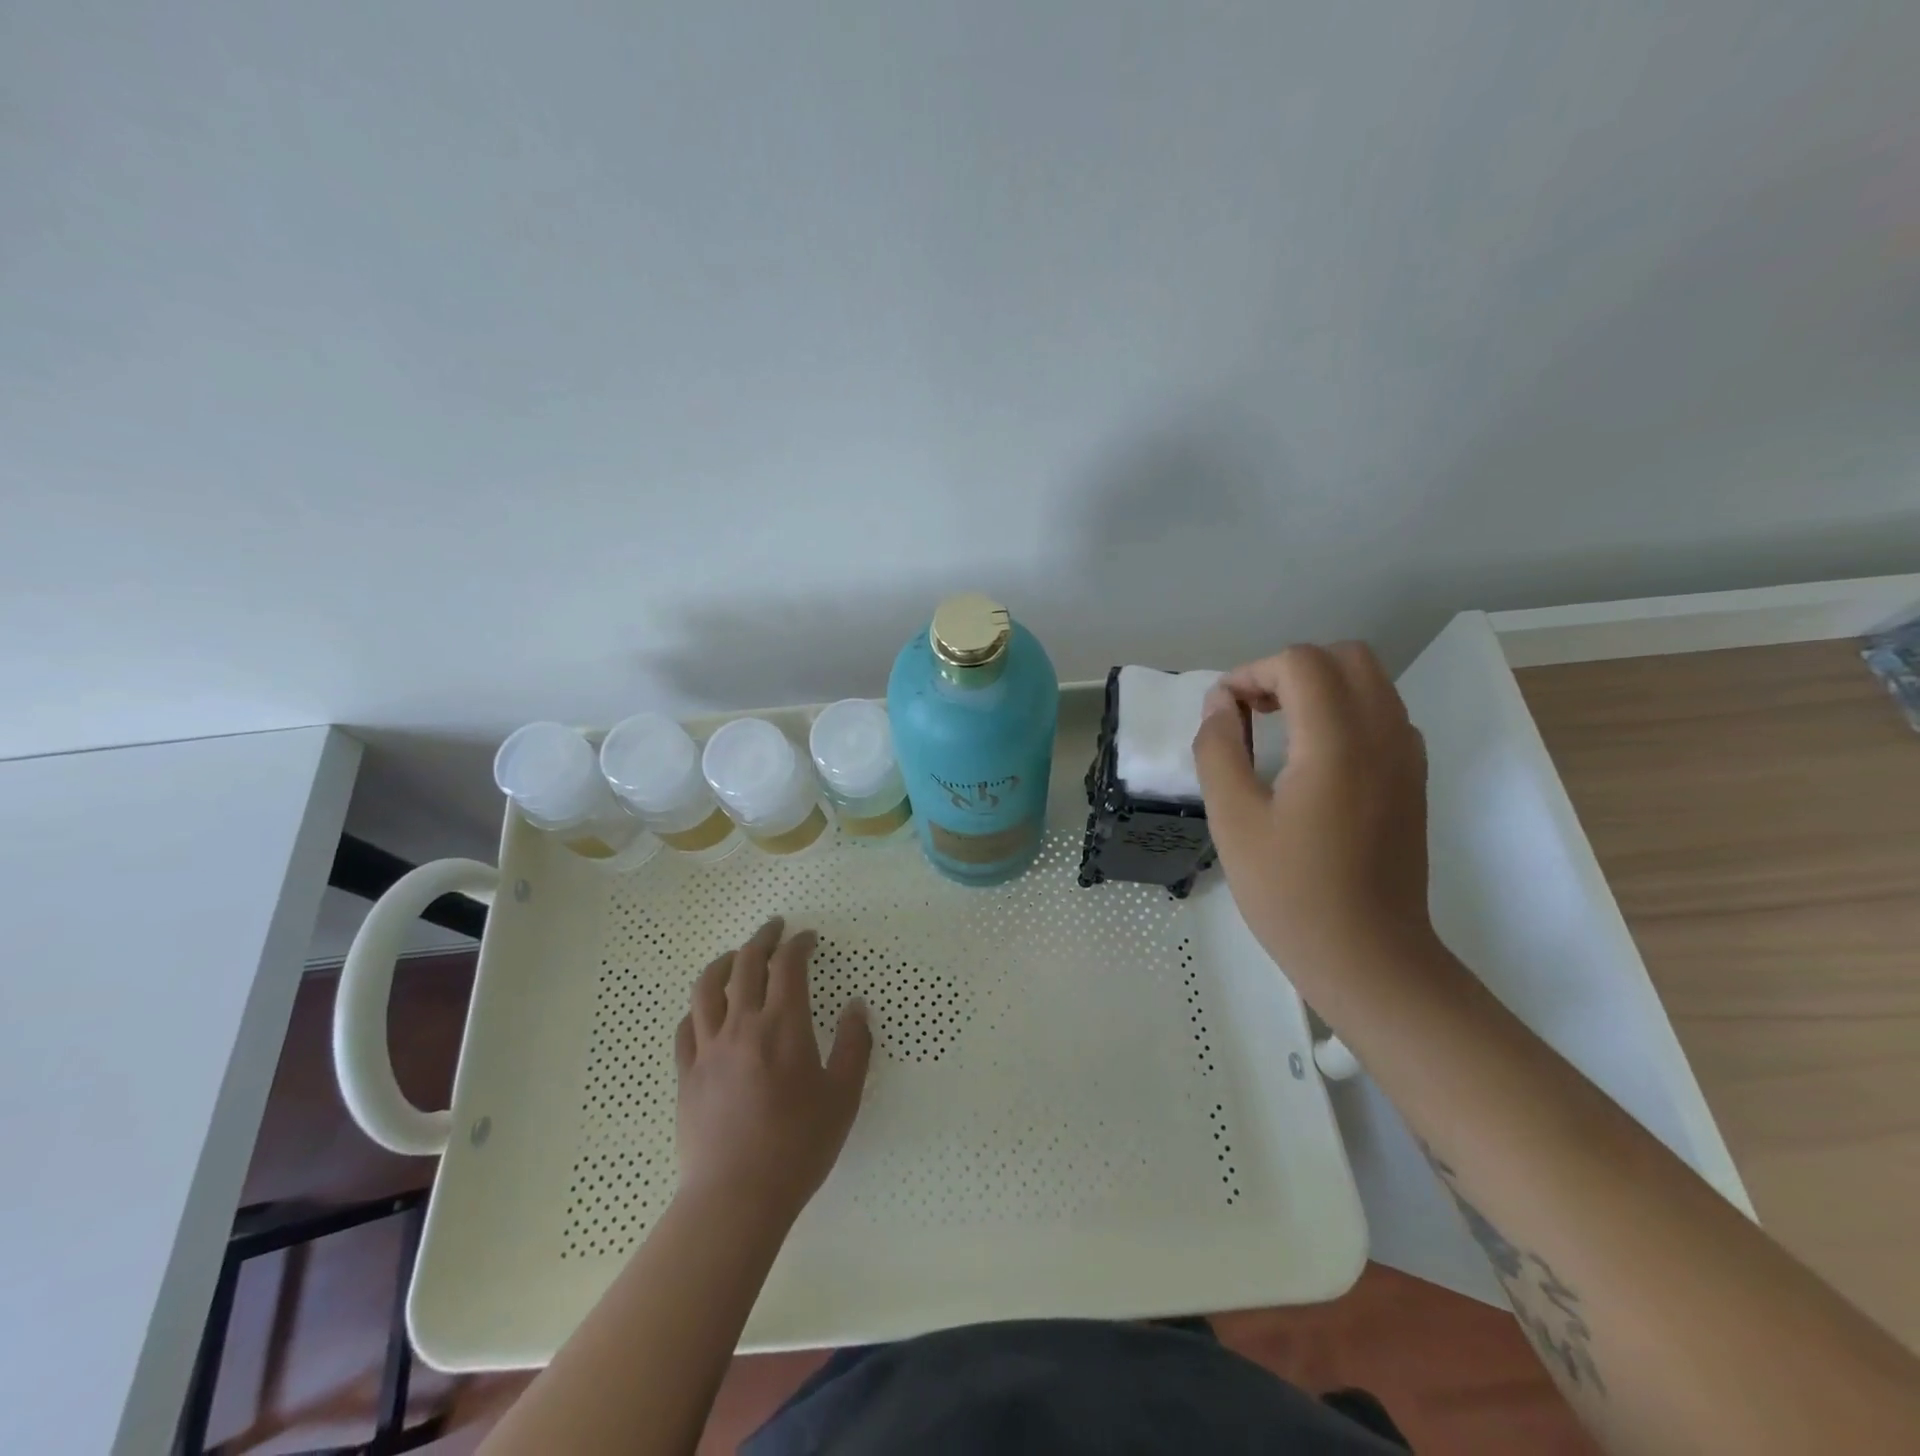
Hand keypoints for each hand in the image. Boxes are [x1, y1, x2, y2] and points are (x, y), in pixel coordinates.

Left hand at [673, 917, 872, 1221]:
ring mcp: (708, 1049)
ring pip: (707, 987)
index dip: (799, 944)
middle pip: (745, 964)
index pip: (788, 966)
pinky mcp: (686, 1074)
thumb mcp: (844, 1097)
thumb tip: (856, 1006)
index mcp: (783, 1026)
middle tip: (775, 929)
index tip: (809, 939)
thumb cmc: (798, 1146)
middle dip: (762, 939)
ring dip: (724, 962)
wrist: (736, 1198)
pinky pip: (687, 1026)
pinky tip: (708, 1008)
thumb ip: (854, 1045)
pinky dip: (699, 1006)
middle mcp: (741, 1025)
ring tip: (736, 955)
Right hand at [1192, 642, 1434, 983]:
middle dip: (1290, 670)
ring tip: (1277, 731)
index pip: (1300, 663)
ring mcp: (1407, 758)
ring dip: (1319, 688)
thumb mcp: (1233, 821)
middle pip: (1345, 657)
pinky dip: (1344, 712)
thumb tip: (1219, 706)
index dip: (1251, 673)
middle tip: (1253, 712)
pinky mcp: (1413, 780)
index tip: (1224, 713)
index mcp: (1338, 743)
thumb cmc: (1291, 893)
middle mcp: (1384, 736)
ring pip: (1369, 682)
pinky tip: (1313, 758)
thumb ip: (1219, 750)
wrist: (1369, 958)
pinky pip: (1383, 715)